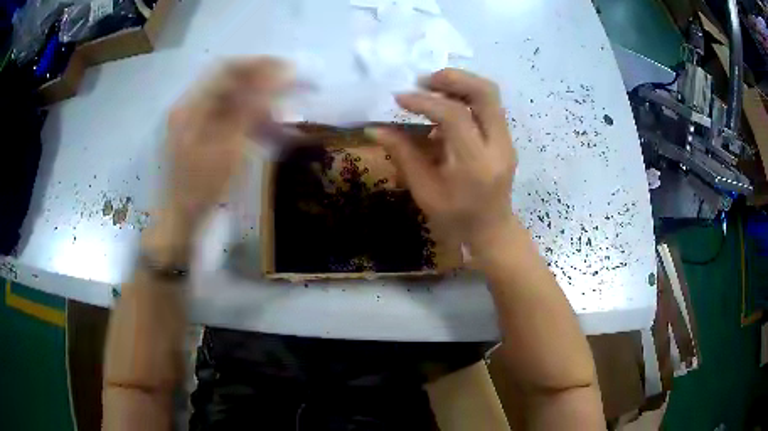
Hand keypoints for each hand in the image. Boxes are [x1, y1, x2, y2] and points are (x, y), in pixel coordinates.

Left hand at [163, 57, 291, 231]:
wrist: (183, 221)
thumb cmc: (201, 187)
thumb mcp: (228, 147)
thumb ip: (251, 107)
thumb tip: (278, 75)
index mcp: (192, 105)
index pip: (227, 69)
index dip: (258, 64)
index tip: (288, 69)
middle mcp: (193, 108)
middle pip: (232, 83)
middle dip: (265, 82)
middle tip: (294, 87)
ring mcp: (198, 123)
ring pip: (235, 102)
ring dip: (262, 104)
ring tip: (288, 115)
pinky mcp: (206, 138)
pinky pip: (233, 121)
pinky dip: (254, 123)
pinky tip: (273, 132)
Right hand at [367, 69, 516, 248]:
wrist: (492, 230)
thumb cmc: (456, 218)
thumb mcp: (425, 191)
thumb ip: (403, 155)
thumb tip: (374, 129)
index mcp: (477, 164)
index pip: (455, 116)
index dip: (425, 102)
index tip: (399, 98)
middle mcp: (499, 146)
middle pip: (485, 93)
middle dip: (453, 78)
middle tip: (423, 81)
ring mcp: (507, 141)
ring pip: (490, 95)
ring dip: (460, 84)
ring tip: (431, 88)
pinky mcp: (506, 138)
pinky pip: (488, 106)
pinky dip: (466, 97)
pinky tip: (444, 107)